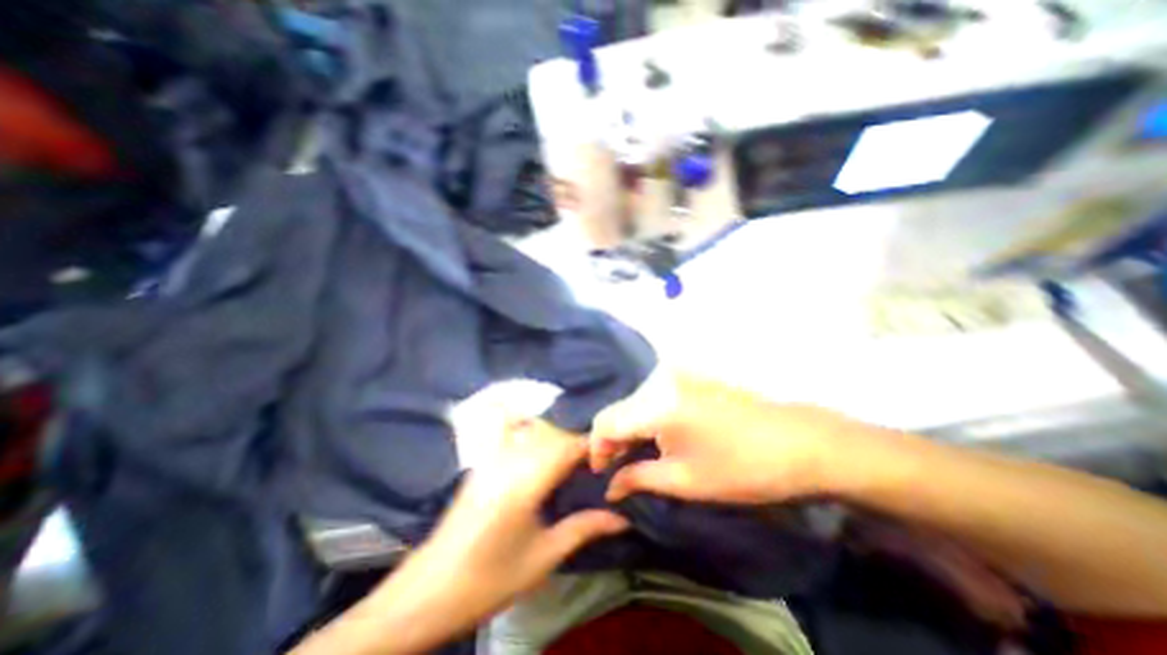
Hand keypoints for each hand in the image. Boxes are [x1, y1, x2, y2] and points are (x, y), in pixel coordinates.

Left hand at [422, 419, 629, 603]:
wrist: (429, 590)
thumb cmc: (489, 579)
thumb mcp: (543, 557)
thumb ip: (583, 529)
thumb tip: (622, 518)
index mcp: (525, 483)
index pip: (566, 447)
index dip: (591, 445)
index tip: (610, 453)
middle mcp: (508, 459)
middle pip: (551, 431)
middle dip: (576, 438)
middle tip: (594, 455)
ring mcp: (491, 456)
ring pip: (531, 427)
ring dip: (556, 431)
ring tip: (572, 448)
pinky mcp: (481, 460)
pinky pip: (506, 428)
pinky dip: (523, 419)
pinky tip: (534, 424)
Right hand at [594, 372, 873, 502]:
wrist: (798, 441)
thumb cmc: (742, 467)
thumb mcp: (684, 481)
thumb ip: (637, 479)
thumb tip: (609, 488)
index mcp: (657, 403)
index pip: (606, 421)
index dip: (597, 449)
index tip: (602, 473)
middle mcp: (660, 378)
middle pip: (619, 408)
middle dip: (613, 439)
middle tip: (619, 468)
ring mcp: (675, 372)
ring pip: (634, 401)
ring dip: (630, 427)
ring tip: (637, 454)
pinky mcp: (687, 373)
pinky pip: (652, 395)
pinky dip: (646, 416)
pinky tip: (656, 434)